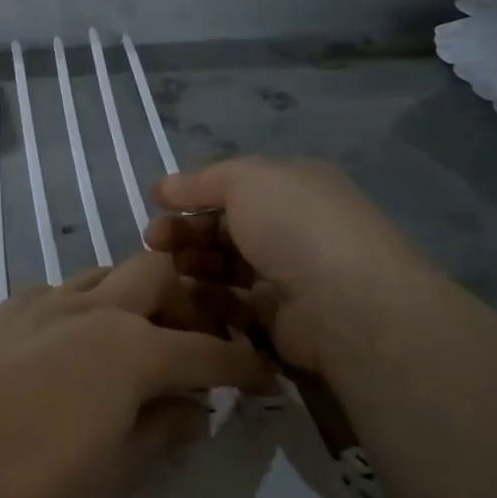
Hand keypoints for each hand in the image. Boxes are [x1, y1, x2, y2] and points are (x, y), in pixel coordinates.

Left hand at [0, 251, 270, 497]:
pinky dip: (87, 306)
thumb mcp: (109, 479)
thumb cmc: (19, 470)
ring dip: (137, 297)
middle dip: (191, 303)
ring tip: (136, 338)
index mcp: (135, 350)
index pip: (210, 353)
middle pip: (161, 277)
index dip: (244, 366)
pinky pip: (64, 291)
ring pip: (110, 274)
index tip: (266, 375)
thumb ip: (161, 438)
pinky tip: (70, 343)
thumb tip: (192, 409)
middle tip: (193, 344)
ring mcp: (47, 301)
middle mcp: (97, 310)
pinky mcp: (6, 307)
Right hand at [144, 156, 429, 375]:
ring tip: (164, 271)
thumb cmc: (293, 226)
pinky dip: (205, 300)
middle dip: (184, 232)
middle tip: (153, 244)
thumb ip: (200, 182)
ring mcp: (284, 275)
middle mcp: (289, 229)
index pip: (232, 188)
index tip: (155, 206)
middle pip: (223, 228)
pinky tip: (182, 298)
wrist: (343, 302)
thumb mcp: (245, 180)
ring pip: (223, 267)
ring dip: (191, 265)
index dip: (191, 195)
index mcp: (291, 189)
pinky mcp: (275, 318)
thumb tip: (161, 187)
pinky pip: (230, 304)